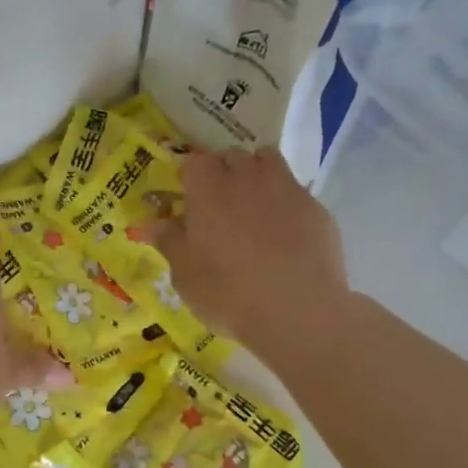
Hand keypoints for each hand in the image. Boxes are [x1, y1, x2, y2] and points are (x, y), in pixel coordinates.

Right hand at [152, 147, 349, 359]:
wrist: (297, 311)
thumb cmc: (227, 293)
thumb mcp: (185, 276)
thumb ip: (169, 242)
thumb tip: (151, 224)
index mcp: (208, 190)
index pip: (194, 161)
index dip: (191, 176)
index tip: (188, 198)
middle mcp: (246, 178)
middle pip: (231, 156)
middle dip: (223, 172)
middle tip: (218, 205)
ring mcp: (285, 188)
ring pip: (267, 161)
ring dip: (256, 174)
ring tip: (253, 206)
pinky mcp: (316, 207)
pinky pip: (294, 190)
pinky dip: (285, 202)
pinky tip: (284, 233)